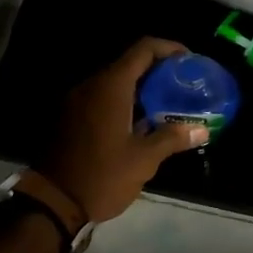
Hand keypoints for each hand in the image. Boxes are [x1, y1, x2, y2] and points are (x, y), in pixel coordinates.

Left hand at [33, 38, 208, 225]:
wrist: (51, 204)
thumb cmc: (101, 176)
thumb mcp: (143, 159)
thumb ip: (173, 138)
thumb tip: (202, 130)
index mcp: (111, 87)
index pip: (144, 49)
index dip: (169, 48)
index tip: (189, 61)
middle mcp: (91, 86)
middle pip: (130, 64)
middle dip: (159, 71)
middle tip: (183, 86)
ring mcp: (77, 101)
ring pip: (115, 82)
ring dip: (142, 89)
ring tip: (168, 105)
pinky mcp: (70, 118)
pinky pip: (102, 98)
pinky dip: (125, 102)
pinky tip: (142, 123)